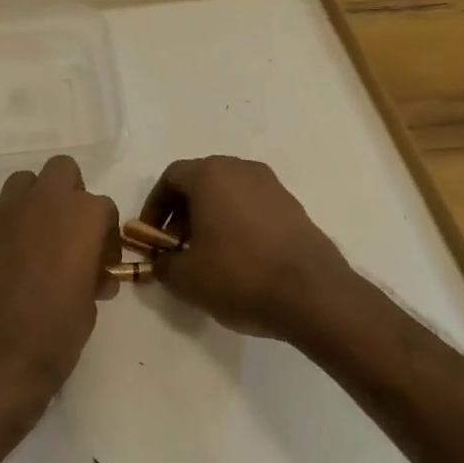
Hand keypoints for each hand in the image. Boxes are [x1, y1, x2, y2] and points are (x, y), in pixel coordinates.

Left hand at [0, 156, 119, 418]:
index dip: (105, 235)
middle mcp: (40, 203)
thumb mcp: (87, 310)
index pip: (102, 207)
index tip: (101, 265)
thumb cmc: (51, 340)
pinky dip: (1, 236)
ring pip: (22, 184)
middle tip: (67, 234)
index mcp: (80, 218)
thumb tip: (88, 274)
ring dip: (32, 205)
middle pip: (61, 171)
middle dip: (69, 194)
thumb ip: (90, 276)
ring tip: (32, 244)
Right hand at [141, 156, 350, 341]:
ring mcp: (272, 185)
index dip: (154, 207)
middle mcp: (241, 169)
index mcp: (210, 175)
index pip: (171, 177)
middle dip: (182, 213)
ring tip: (207, 256)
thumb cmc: (239, 275)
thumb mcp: (185, 278)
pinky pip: (253, 207)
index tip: (151, 237)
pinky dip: (238, 224)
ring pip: (228, 193)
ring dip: (210, 218)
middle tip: (177, 248)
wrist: (313, 294)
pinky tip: (240, 260)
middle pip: (201, 182)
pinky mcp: (293, 206)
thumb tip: (162, 260)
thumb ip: (163, 264)